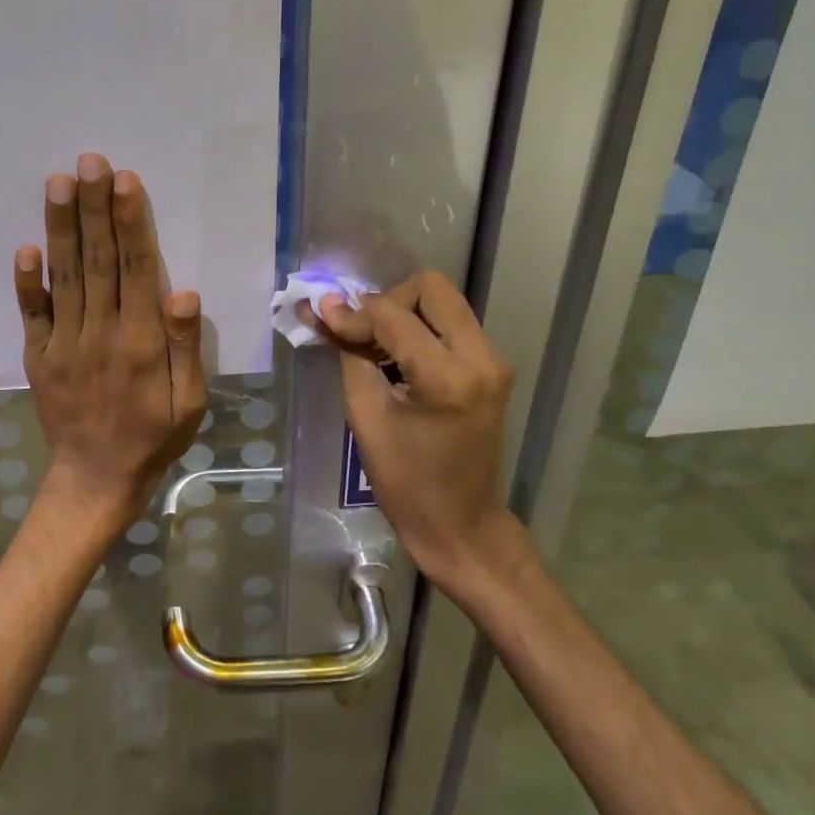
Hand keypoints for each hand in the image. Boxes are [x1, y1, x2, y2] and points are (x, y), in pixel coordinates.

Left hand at [15, 153, 207, 538]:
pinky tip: (25, 247)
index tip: (125, 181)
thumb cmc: (154, 436)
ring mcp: (63, 344)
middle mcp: (100, 334)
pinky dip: (26, 281)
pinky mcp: (38, 356)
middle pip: (97, 261)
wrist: (96, 479)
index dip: (131, 223)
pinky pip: (31, 314)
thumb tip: (183, 292)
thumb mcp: (190, 402)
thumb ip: (185, 347)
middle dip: (94, 208)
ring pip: (64, 277)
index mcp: (141, 343)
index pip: (136, 270)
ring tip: (59, 183)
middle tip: (90, 161)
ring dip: (61, 228)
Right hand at [309, 272, 516, 584]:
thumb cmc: (407, 483)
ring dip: (404, 314)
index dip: (352, 313)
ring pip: (443, 302)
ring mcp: (493, 361)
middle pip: (431, 288)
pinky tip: (396, 358)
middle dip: (387, 301)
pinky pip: (451, 325)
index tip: (321, 318)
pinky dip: (420, 329)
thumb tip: (324, 308)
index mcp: (449, 378)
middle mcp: (482, 358)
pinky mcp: (492, 368)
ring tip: (374, 347)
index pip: (393, 316)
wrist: (461, 525)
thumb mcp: (366, 417)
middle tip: (361, 332)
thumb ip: (349, 354)